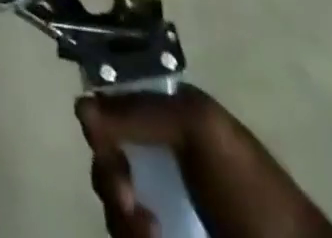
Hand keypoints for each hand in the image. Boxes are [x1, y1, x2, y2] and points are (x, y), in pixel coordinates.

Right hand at [78, 87, 331, 237]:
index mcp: (167, 121)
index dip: (98, 119)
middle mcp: (159, 162)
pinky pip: (128, 235)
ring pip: (113, 208)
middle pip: (105, 159)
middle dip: (107, 175)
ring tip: (149, 233)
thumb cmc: (251, 189)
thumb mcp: (200, 128)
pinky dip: (131, 237)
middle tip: (126, 197)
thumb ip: (140, 111)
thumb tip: (80, 106)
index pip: (112, 107)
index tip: (99, 137)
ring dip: (121, 218)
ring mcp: (163, 212)